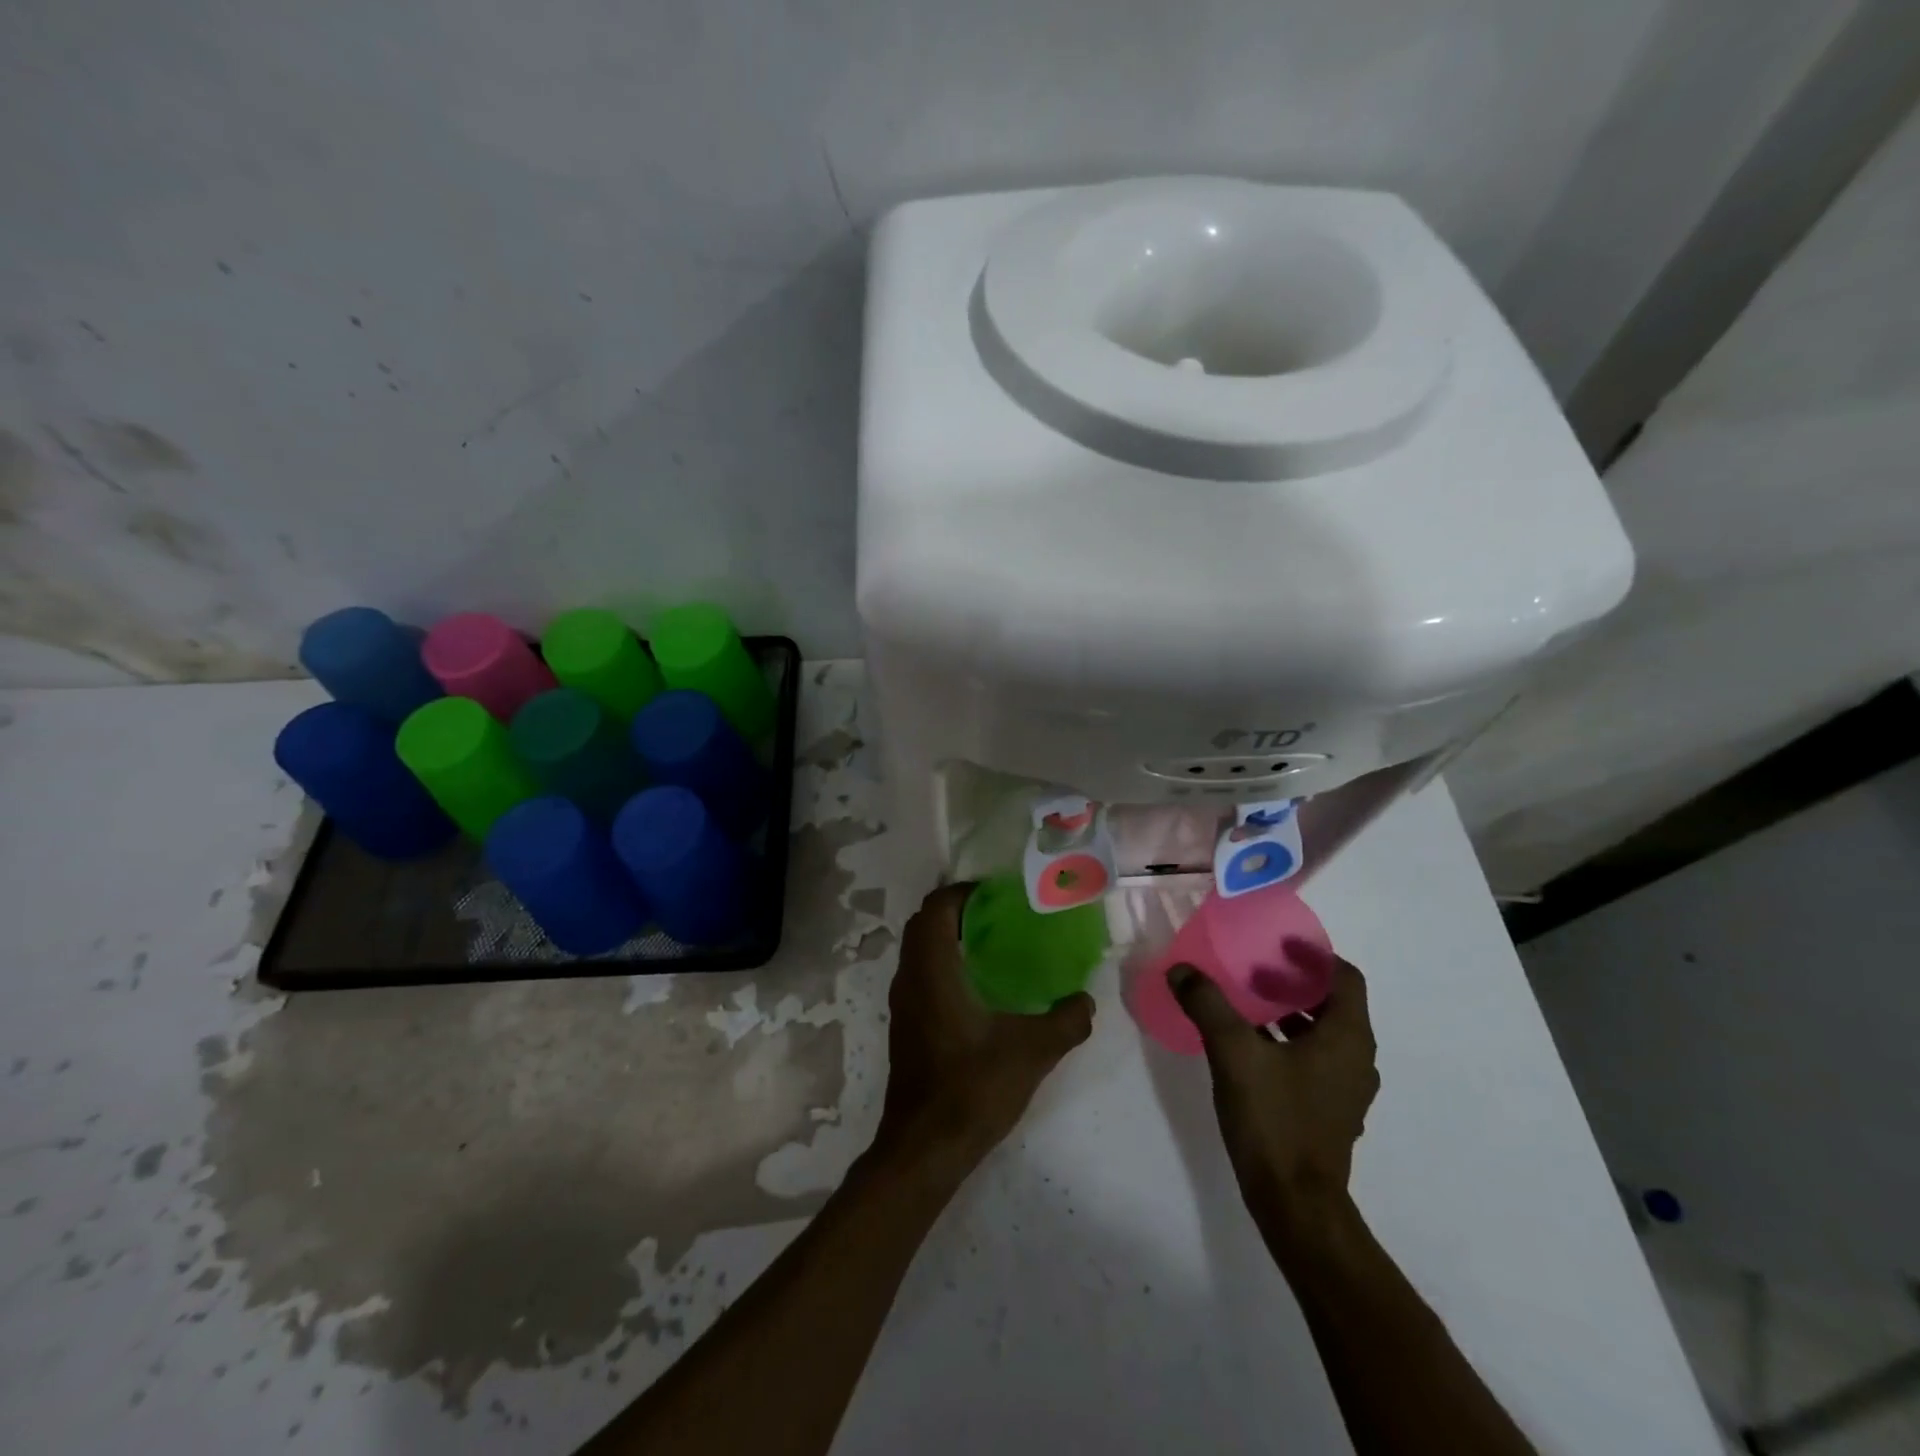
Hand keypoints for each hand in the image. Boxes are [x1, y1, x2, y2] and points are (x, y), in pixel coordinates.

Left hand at [875, 883, 1094, 1176]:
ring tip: (992, 944)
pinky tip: (977, 987)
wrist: (925, 1148)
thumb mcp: (1032, 1052)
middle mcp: (910, 978)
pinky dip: (942, 962)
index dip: (964, 892)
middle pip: (924, 923)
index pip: (937, 907)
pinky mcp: (905, 1025)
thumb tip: (1086, 1000)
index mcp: (933, 970)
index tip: (997, 895)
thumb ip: (1066, 1021)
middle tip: (998, 916)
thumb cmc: (972, 1089)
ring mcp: (903, 1003)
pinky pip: (920, 973)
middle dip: (957, 910)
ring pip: (919, 950)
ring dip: (947, 937)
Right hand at [1172, 942, 1378, 1220]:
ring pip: (1323, 1034)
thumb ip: (1207, 1004)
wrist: (1294, 1204)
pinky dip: (1289, 1042)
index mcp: (1346, 1038)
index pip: (1345, 977)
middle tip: (1253, 969)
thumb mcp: (1233, 1053)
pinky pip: (1315, 1060)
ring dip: (1290, 1013)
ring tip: (1247, 1004)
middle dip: (1294, 982)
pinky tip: (1250, 1047)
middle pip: (1333, 1003)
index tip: (1277, 944)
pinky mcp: (1330, 1111)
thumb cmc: (1274, 1119)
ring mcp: (1346, 1089)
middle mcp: (1356, 1059)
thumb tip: (1182, 970)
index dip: (1313, 955)